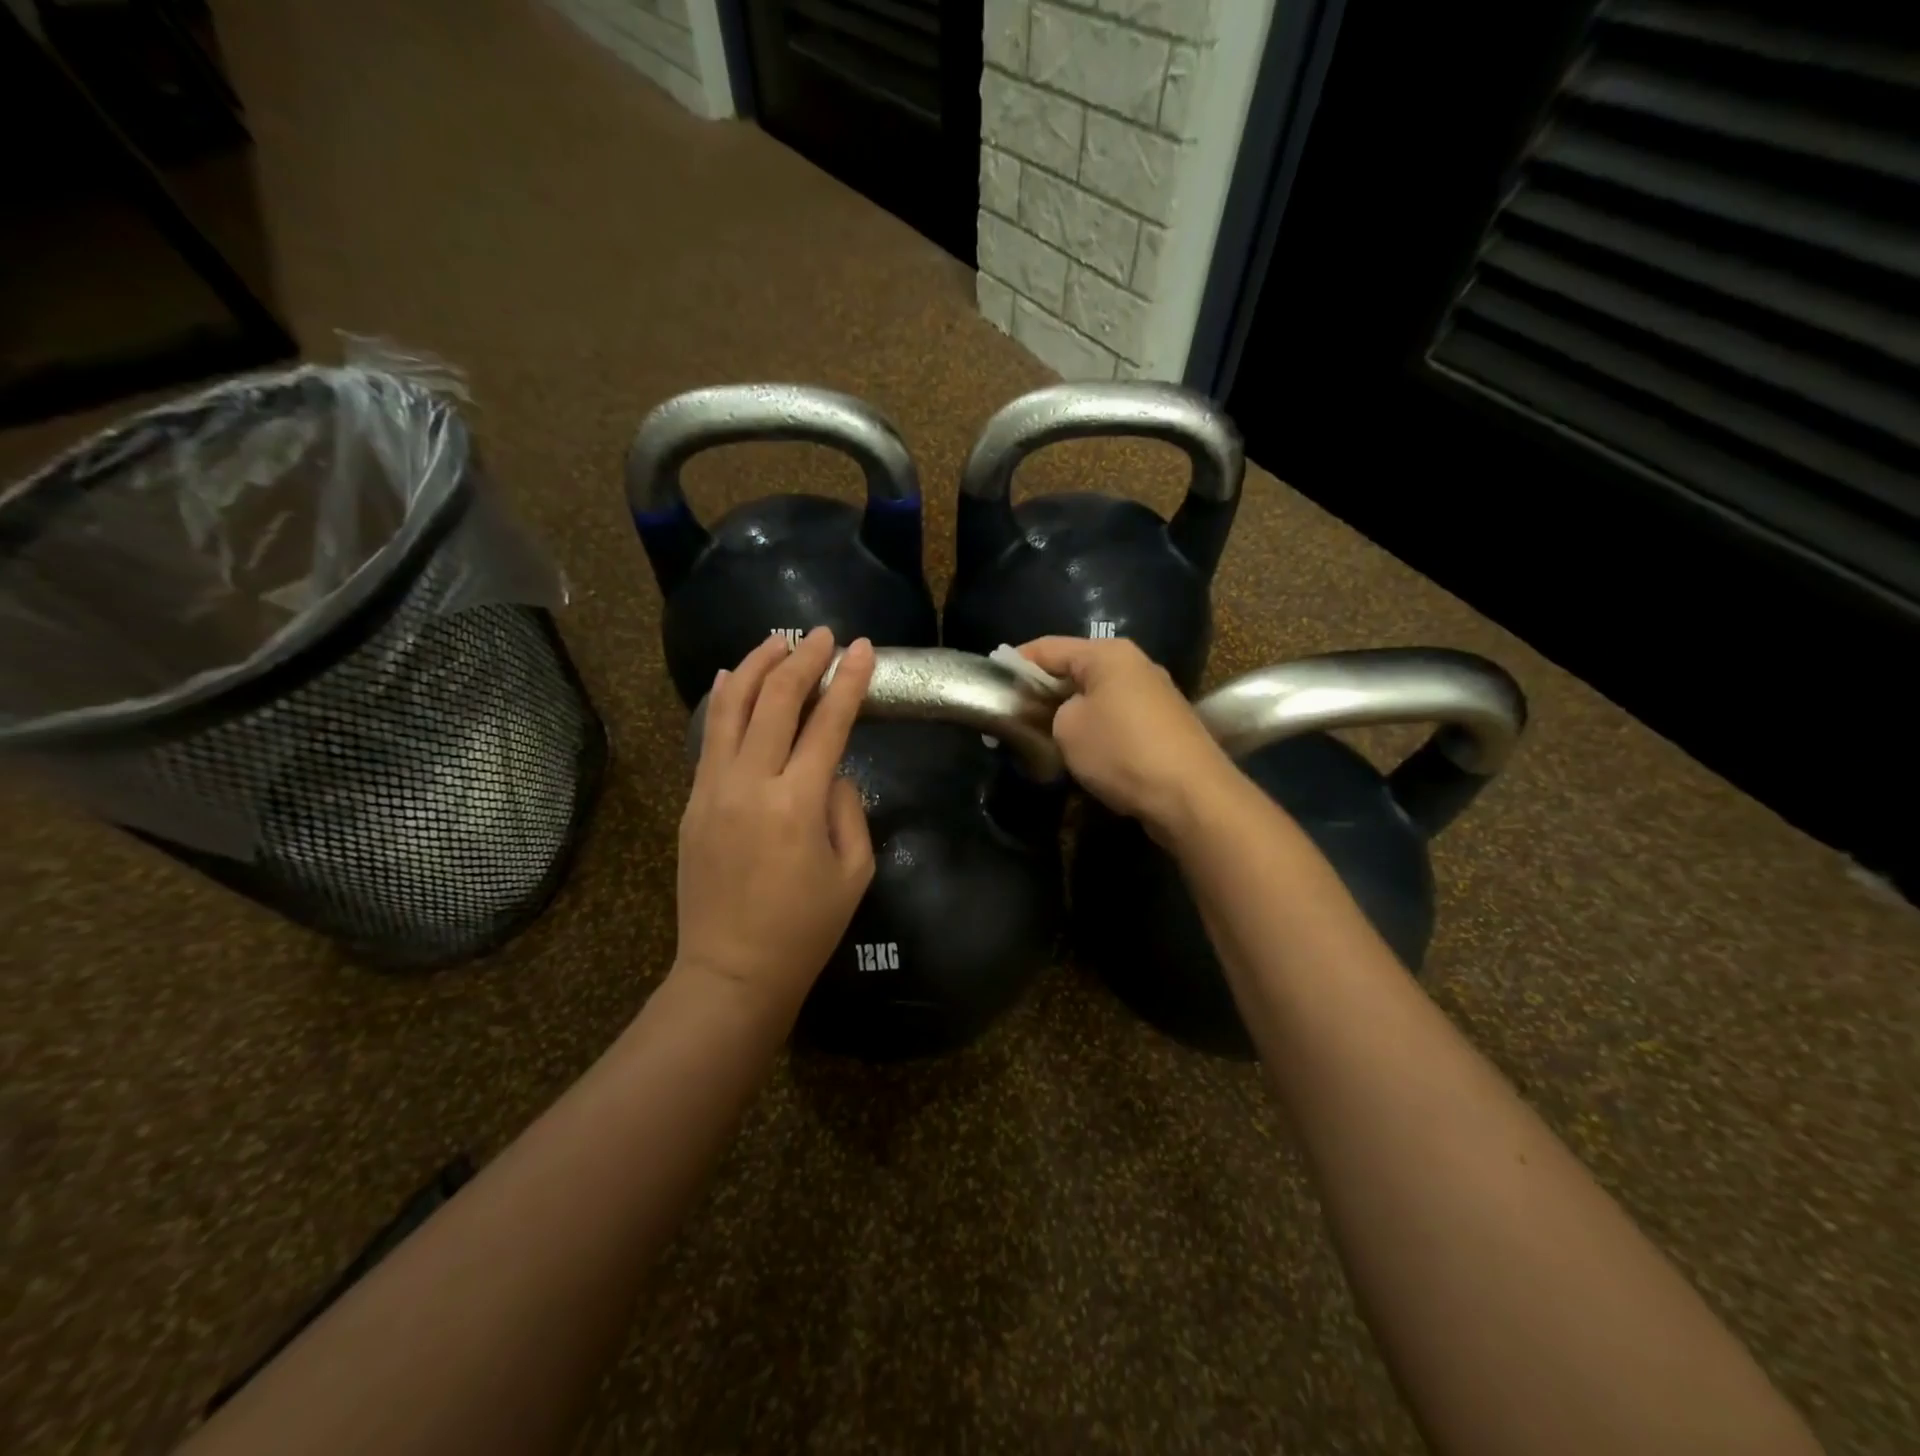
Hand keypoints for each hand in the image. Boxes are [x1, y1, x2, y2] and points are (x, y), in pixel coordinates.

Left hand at [675, 628, 875, 1016]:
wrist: (731, 972)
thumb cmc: (805, 929)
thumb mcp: (853, 872)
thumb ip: (847, 809)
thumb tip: (830, 771)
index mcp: (799, 803)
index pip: (828, 722)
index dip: (848, 680)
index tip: (862, 648)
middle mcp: (752, 783)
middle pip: (776, 700)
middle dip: (803, 659)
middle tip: (822, 633)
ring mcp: (713, 789)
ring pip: (730, 707)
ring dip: (755, 666)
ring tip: (776, 641)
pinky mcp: (693, 801)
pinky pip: (708, 737)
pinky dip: (722, 700)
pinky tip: (732, 678)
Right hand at [1019, 637, 1237, 839]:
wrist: (1191, 795)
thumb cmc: (1121, 750)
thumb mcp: (1066, 728)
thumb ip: (1047, 712)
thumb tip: (1053, 715)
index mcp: (1108, 654)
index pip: (1047, 648)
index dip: (1014, 664)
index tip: (990, 685)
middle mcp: (1133, 665)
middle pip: (1072, 671)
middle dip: (1039, 694)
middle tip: (1010, 718)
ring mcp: (1152, 695)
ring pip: (1093, 698)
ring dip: (1065, 716)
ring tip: (1037, 739)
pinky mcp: (1161, 726)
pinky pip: (1113, 719)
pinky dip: (1091, 731)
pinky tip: (1076, 754)